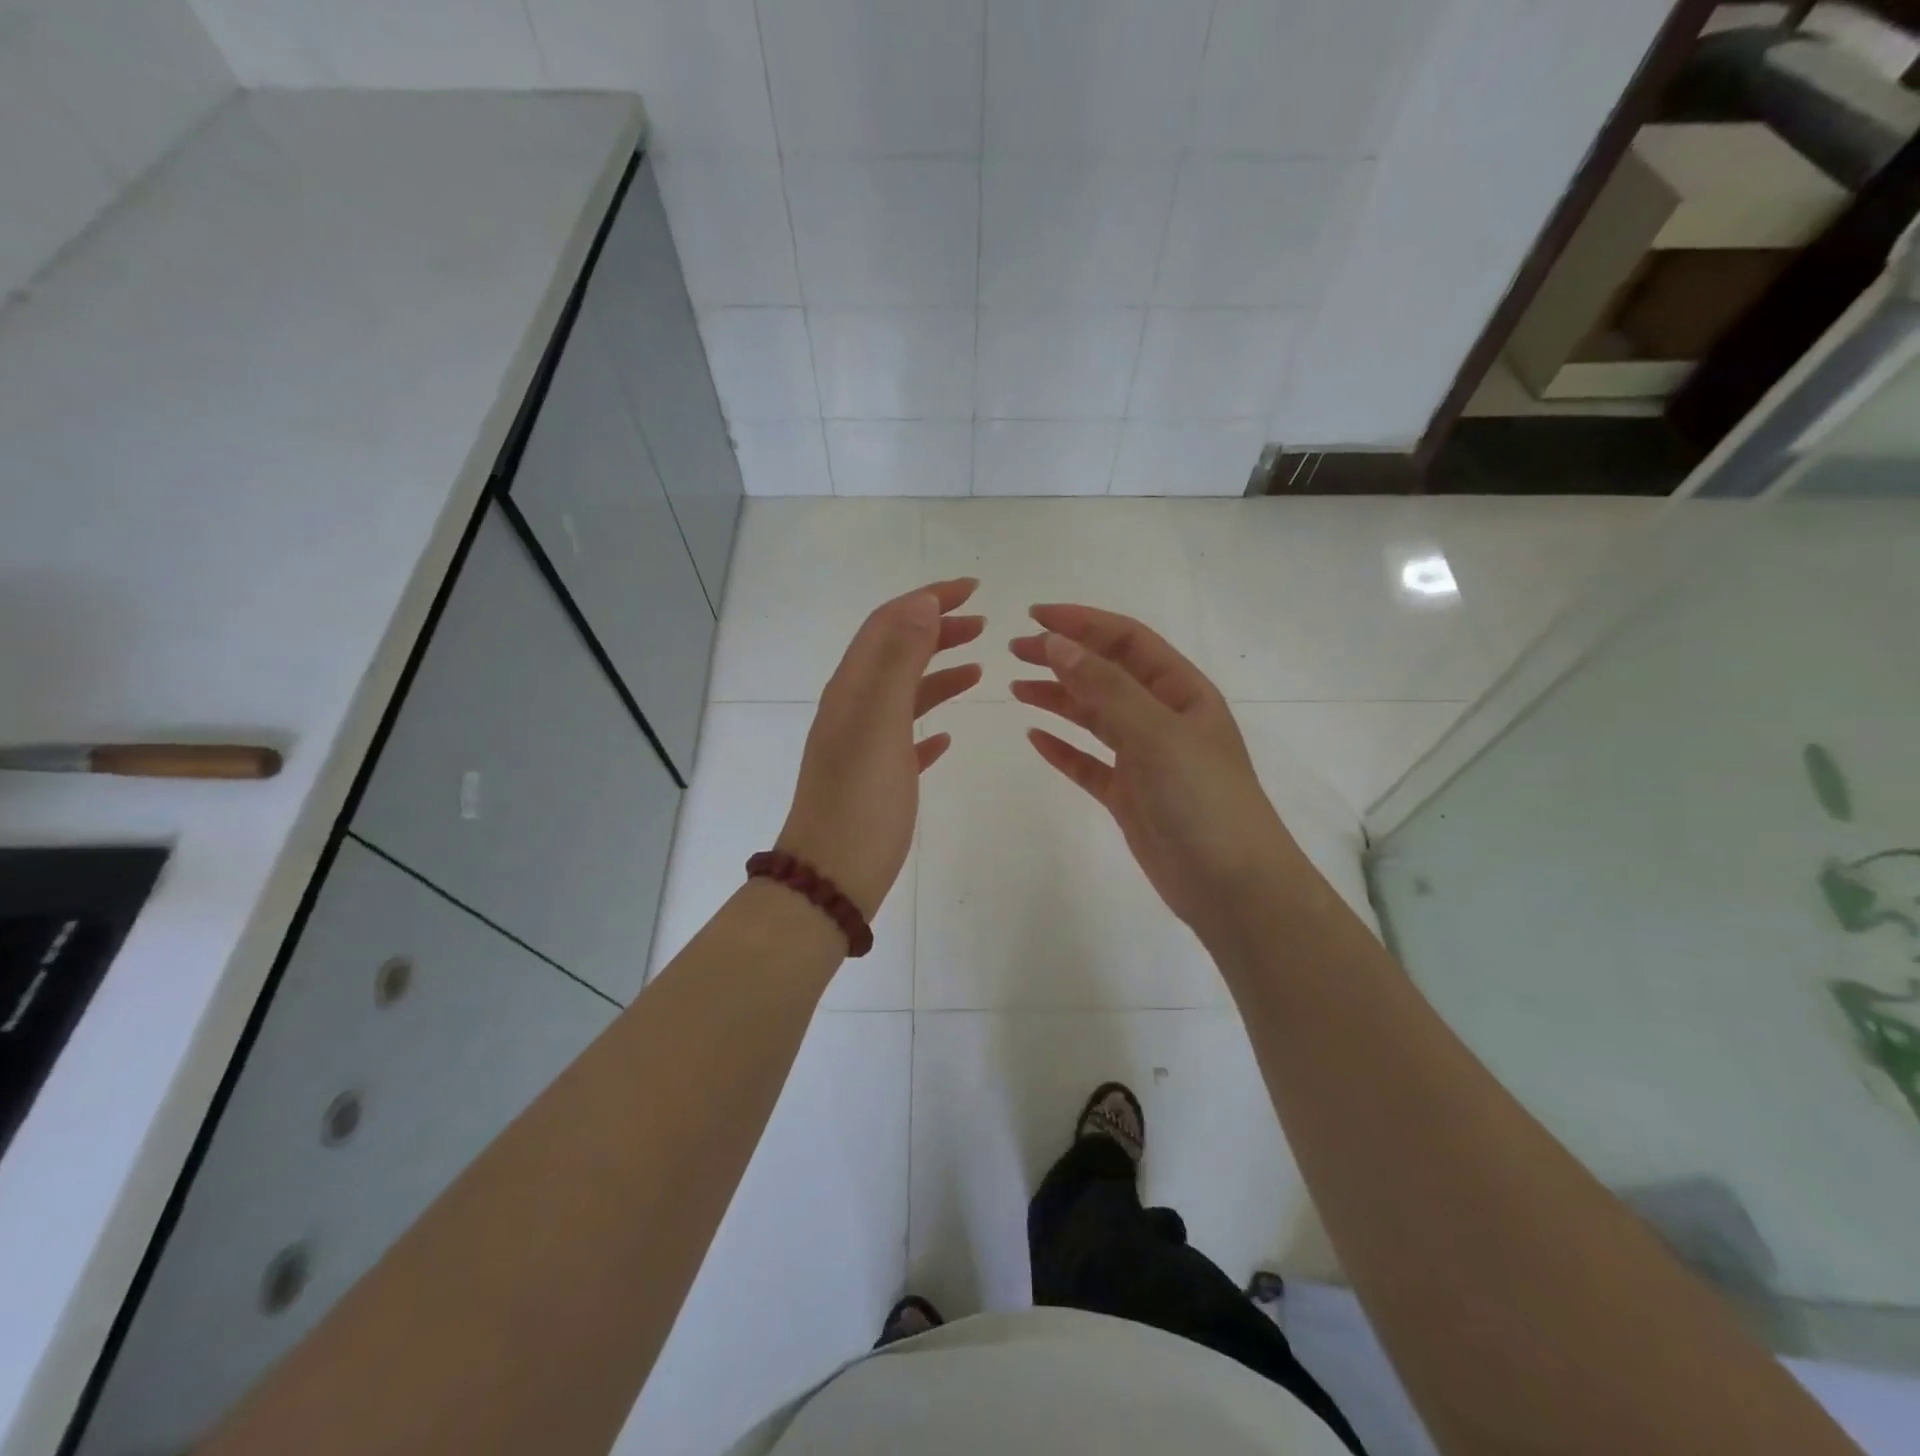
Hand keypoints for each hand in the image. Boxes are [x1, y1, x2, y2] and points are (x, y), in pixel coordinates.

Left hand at [778, 579, 982, 918]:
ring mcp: (864, 744)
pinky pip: (906, 737)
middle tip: (982, 623)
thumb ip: (898, 659)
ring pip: (905, 693)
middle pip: (896, 652)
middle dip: (936, 629)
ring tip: (978, 666)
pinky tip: (949, 735)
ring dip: (938, 672)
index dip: (928, 598)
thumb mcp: (880, 721)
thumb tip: (921, 603)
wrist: (832, 876)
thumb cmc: (861, 799)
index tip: (973, 589)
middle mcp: (854, 708)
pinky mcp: (878, 778)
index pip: (889, 623)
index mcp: (853, 688)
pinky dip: (929, 722)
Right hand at [1010, 604, 1302, 944]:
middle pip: (1106, 674)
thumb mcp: (1156, 733)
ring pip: (1094, 716)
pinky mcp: (1129, 796)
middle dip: (1063, 657)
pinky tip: (1034, 737)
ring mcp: (1146, 759)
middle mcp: (1163, 718)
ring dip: (1058, 698)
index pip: (1127, 640)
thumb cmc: (1202, 800)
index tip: (1035, 617)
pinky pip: (1088, 763)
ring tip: (1016, 687)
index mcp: (1182, 692)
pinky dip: (1063, 749)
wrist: (1233, 887)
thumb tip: (1057, 644)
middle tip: (1015, 650)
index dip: (1083, 623)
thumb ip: (1105, 688)